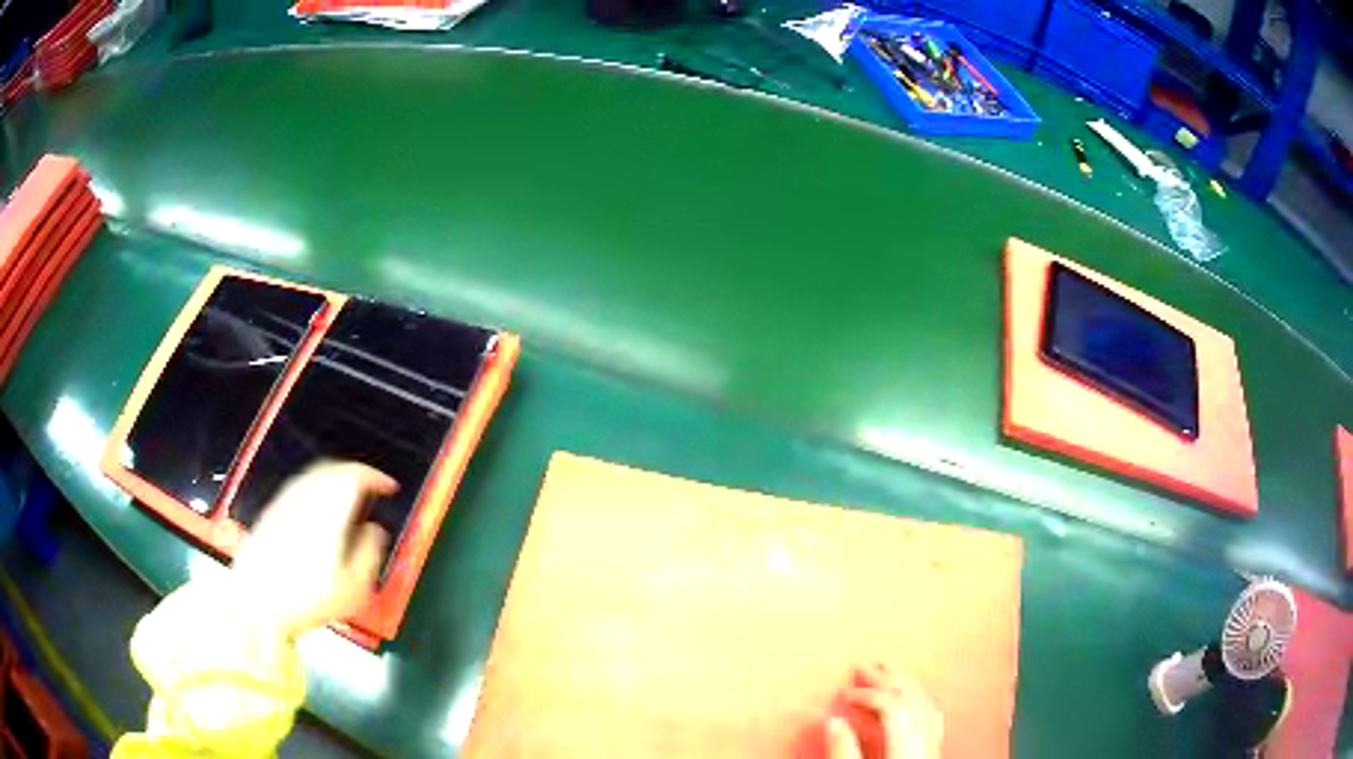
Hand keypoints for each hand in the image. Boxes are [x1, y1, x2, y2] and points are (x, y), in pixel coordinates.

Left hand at [231, 461, 397, 636]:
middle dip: (355, 474)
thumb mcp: (353, 588)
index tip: (389, 487)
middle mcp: (305, 497)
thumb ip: (369, 553)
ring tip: (347, 500)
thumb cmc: (308, 599)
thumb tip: (374, 531)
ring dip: (334, 480)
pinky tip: (318, 513)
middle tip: (370, 489)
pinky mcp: (270, 513)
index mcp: (328, 510)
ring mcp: (284, 503)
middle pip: (332, 469)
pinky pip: (298, 488)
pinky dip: (315, 490)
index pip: (354, 476)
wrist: (256, 602)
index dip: (375, 476)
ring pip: (313, 476)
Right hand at [826, 664, 943, 758]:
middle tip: (864, 666)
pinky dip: (919, 697)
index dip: (864, 694)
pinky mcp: (935, 746)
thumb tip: (833, 720)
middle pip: (910, 696)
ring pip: (924, 700)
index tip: (843, 693)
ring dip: (904, 682)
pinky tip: (911, 695)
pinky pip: (932, 713)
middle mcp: (925, 736)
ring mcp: (934, 740)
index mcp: (907, 741)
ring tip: (888, 670)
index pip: (889, 703)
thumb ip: (844, 749)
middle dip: (885, 678)